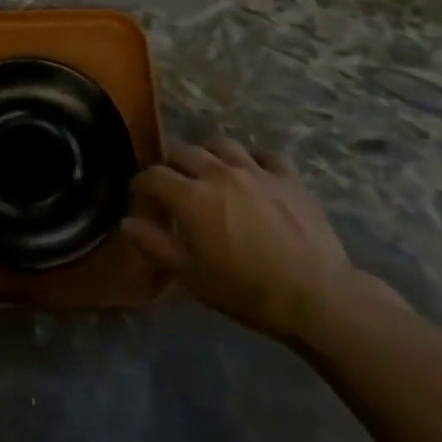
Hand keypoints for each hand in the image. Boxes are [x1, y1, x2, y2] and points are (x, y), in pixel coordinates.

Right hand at [123, 139, 396, 343]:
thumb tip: (126, 222)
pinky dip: (254, 162)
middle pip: (184, 152)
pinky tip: (254, 176)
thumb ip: (155, 244)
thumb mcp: (191, 276)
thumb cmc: (246, 290)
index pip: (154, 175)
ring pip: (222, 145)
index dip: (141, 184)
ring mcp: (256, 171)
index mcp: (191, 197)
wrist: (315, 296)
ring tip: (211, 174)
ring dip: (209, 156)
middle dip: (172, 166)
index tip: (141, 196)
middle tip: (174, 186)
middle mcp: (219, 173)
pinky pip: (265, 156)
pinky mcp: (288, 177)